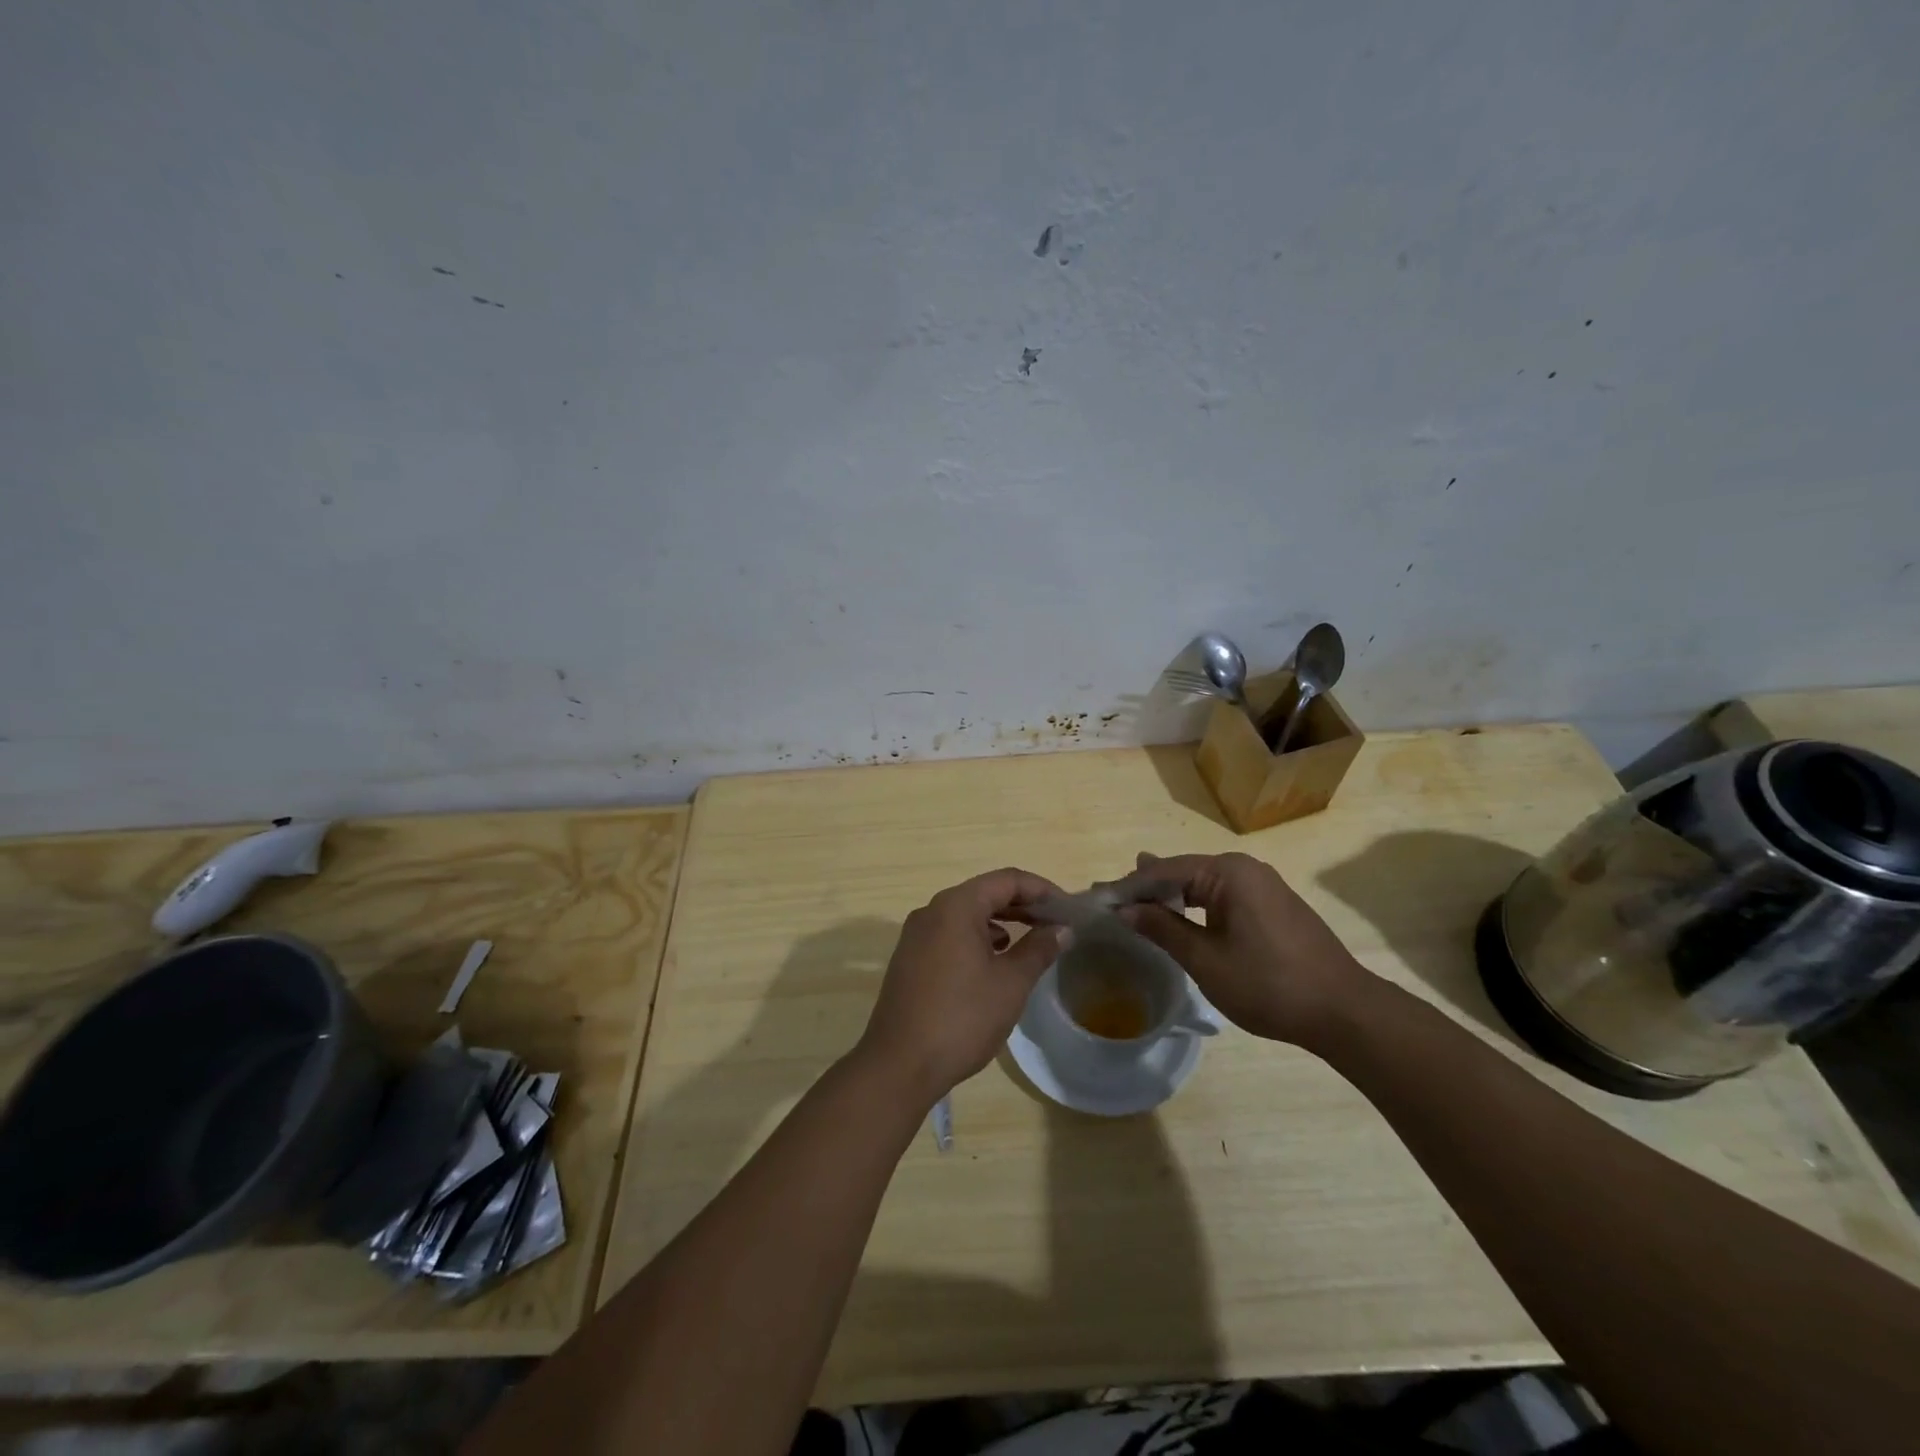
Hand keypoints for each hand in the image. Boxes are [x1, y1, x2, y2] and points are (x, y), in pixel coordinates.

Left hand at [855, 868, 1067, 1105]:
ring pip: (967, 914)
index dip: (1042, 889)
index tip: (1069, 909)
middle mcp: (932, 910)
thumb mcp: (1010, 984)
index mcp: (956, 906)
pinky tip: (995, 959)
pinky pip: (951, 933)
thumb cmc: (962, 1018)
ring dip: (1002, 921)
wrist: (899, 1064)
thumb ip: (1038, 950)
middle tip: (1057, 924)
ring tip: (1032, 941)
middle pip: (985, 892)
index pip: (1007, 880)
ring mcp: (916, 934)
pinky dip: (978, 937)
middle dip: (1023, 905)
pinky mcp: (910, 957)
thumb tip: (1061, 929)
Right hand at [1120, 851, 1376, 1050]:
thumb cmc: (1269, 984)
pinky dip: (1195, 906)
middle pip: (1183, 871)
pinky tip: (1179, 916)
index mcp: (1228, 872)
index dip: (1129, 885)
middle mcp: (1245, 868)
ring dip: (1170, 897)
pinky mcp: (1272, 905)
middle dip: (1147, 887)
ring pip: (1202, 884)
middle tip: (1111, 900)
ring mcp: (1262, 885)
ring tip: (1135, 905)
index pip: (1164, 870)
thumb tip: (1125, 909)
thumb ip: (1162, 928)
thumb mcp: (1206, 959)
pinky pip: (1222, 896)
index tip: (1099, 898)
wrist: (1344, 1012)